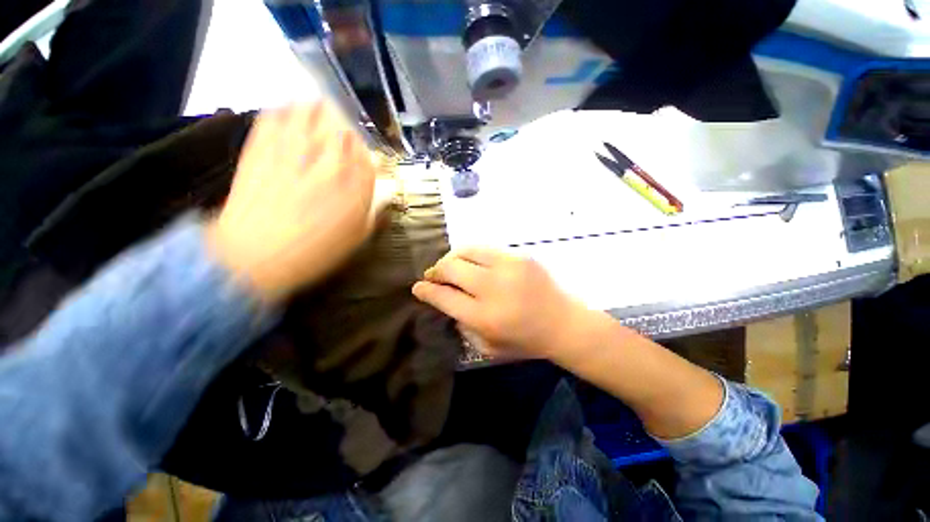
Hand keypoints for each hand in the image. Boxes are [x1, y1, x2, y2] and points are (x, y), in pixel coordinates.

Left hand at [207, 103, 379, 302]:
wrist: (256, 254)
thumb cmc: (315, 250)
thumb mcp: (357, 235)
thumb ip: (374, 209)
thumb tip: (384, 192)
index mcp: (353, 182)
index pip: (366, 151)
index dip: (365, 150)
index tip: (361, 155)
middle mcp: (327, 158)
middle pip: (341, 123)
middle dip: (345, 125)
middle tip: (342, 133)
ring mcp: (292, 148)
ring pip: (309, 110)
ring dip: (318, 110)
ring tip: (319, 114)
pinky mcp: (260, 145)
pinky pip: (275, 114)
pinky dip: (285, 109)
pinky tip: (289, 115)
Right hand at [412, 248, 588, 359]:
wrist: (564, 323)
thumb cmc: (526, 341)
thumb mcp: (488, 346)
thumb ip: (463, 324)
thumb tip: (446, 299)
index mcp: (485, 317)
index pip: (444, 297)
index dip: (426, 291)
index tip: (417, 288)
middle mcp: (493, 288)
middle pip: (451, 269)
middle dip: (435, 271)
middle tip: (433, 276)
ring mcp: (508, 267)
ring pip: (466, 251)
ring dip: (451, 258)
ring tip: (450, 266)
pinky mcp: (520, 256)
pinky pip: (485, 248)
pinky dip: (471, 255)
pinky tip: (472, 263)